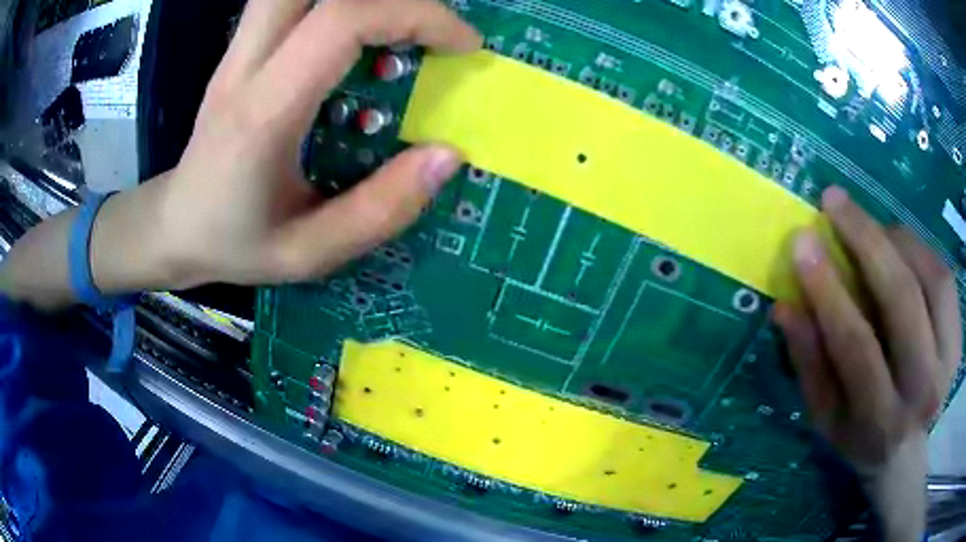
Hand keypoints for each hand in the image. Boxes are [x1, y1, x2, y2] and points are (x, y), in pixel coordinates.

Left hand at [158, 0, 480, 287]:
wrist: (175, 226)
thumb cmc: (234, 243)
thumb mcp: (308, 253)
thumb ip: (379, 211)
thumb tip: (447, 155)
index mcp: (264, 112)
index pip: (343, 21)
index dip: (416, 16)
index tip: (462, 46)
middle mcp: (247, 65)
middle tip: (425, 28)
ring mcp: (239, 51)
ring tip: (395, 31)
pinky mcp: (242, 49)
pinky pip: (290, 3)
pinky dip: (336, 5)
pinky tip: (359, 37)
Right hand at [773, 186, 960, 539]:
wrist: (906, 452)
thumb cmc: (860, 436)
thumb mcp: (825, 416)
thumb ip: (809, 363)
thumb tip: (786, 306)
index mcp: (880, 422)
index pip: (856, 348)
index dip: (829, 290)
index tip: (803, 241)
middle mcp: (923, 391)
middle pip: (903, 301)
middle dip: (867, 240)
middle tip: (834, 202)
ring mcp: (948, 362)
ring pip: (931, 278)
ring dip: (896, 239)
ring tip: (868, 225)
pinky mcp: (958, 340)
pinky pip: (944, 277)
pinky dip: (919, 248)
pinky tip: (898, 243)